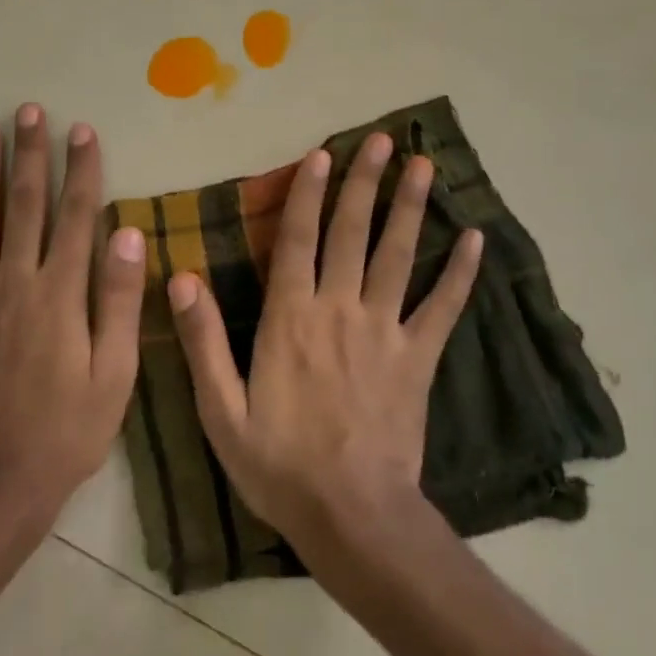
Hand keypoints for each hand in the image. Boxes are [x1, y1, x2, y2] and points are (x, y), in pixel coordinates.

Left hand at [0, 104, 143, 524]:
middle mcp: (13, 284)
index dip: (80, 170)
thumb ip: (118, 300)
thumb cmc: (68, 429)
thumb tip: (126, 233)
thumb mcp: (114, 373)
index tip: (82, 130)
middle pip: (23, 206)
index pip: (75, 216)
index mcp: (59, 294)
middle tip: (28, 111)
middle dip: (28, 155)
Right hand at [167, 132, 482, 554]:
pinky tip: (475, 239)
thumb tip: (180, 277)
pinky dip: (460, 273)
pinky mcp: (419, 357)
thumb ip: (201, 340)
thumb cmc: (278, 464)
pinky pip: (443, 307)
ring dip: (410, 208)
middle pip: (352, 232)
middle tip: (381, 140)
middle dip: (364, 182)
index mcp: (290, 318)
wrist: (351, 516)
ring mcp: (385, 330)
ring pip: (398, 256)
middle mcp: (339, 309)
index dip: (308, 194)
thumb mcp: (220, 409)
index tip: (321, 154)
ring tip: (423, 166)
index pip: (297, 240)